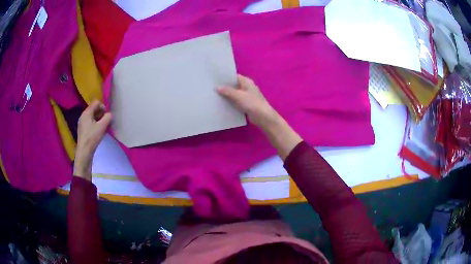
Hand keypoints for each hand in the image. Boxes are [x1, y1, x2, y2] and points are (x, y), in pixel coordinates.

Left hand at [74, 101, 111, 180]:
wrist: (84, 152)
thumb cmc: (92, 138)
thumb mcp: (102, 126)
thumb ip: (108, 117)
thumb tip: (110, 114)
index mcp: (86, 112)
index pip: (96, 102)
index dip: (103, 107)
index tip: (107, 116)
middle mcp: (83, 115)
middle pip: (94, 109)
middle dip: (101, 113)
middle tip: (106, 121)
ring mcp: (82, 123)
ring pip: (92, 116)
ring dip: (99, 119)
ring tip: (103, 127)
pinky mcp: (82, 129)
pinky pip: (90, 122)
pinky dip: (95, 124)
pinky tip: (98, 132)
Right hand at [218, 74, 301, 159]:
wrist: (263, 117)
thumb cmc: (252, 103)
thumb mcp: (238, 95)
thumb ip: (227, 91)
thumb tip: (217, 87)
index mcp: (246, 82)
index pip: (234, 76)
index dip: (225, 77)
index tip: (214, 79)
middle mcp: (247, 87)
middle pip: (233, 85)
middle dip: (224, 86)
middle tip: (212, 87)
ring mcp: (246, 96)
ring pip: (234, 93)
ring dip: (226, 95)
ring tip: (214, 95)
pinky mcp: (246, 104)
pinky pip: (236, 101)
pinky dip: (230, 102)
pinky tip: (221, 103)